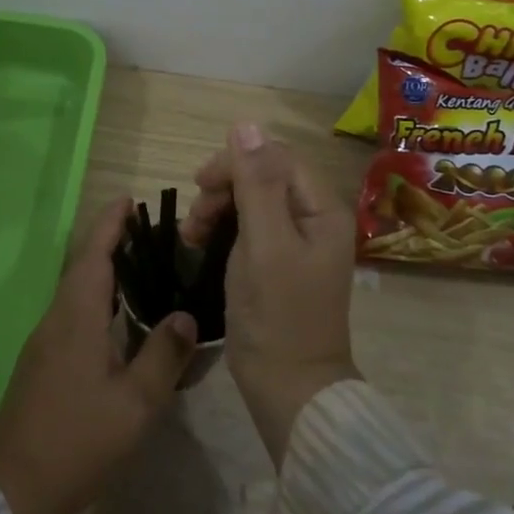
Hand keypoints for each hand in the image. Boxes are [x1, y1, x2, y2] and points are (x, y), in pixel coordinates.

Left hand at [0, 198, 198, 513]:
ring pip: (77, 290)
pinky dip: (97, 298)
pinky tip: (118, 318)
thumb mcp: (135, 403)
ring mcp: (45, 341)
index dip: (110, 224)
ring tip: (141, 266)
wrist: (13, 487)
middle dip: (111, 241)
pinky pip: (73, 312)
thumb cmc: (78, 440)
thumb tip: (186, 316)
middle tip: (149, 231)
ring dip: (103, 269)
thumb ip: (163, 355)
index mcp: (76, 317)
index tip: (129, 199)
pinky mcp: (43, 362)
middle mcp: (56, 319)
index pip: (94, 254)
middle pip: (83, 266)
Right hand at [186, 123, 359, 464]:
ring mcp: (297, 242)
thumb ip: (256, 183)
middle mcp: (314, 218)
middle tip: (195, 220)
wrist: (289, 389)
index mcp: (321, 209)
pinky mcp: (279, 263)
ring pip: (252, 201)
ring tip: (191, 237)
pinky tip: (200, 246)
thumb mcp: (264, 244)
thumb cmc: (278, 315)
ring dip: (218, 209)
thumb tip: (246, 124)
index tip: (201, 187)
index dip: (236, 164)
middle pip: (264, 177)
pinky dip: (222, 231)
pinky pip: (249, 228)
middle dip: (224, 189)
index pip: (276, 158)